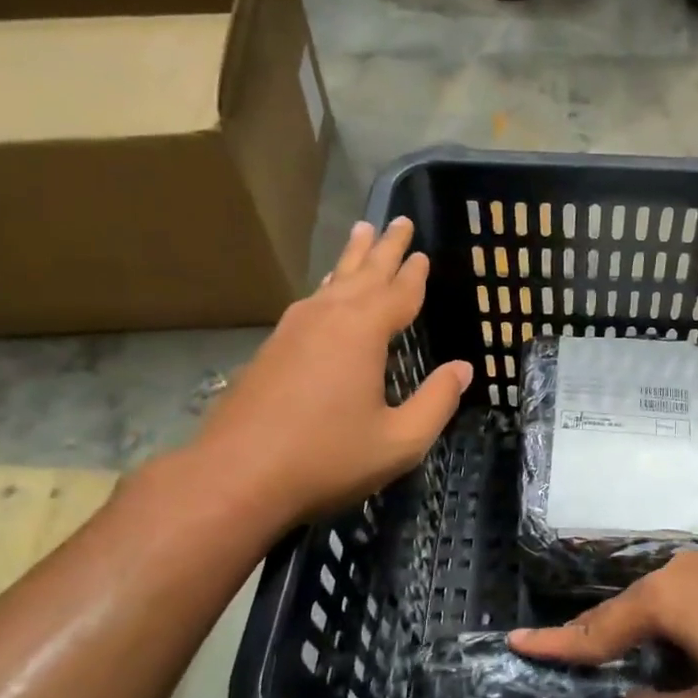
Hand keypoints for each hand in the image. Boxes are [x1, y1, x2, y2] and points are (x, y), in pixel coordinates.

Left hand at [193, 217, 472, 524]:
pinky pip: (310, 303)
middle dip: (384, 248)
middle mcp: (327, 319)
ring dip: (351, 259)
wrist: (235, 478)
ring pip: (331, 283)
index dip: (415, 274)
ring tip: (361, 233)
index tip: (424, 253)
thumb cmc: (327, 458)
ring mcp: (293, 331)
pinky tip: (327, 293)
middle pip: (363, 274)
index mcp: (362, 332)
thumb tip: (463, 369)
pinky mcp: (271, 349)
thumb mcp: (399, 440)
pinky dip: (328, 288)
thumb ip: (436, 401)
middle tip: (398, 220)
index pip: (399, 293)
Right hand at [510, 553, 697, 697]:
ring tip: (627, 668)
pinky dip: (664, 630)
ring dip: (634, 639)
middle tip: (565, 659)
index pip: (593, 631)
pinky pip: (678, 603)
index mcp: (660, 604)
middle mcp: (673, 576)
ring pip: (651, 608)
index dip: (554, 644)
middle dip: (593, 641)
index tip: (515, 641)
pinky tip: (681, 652)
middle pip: (619, 614)